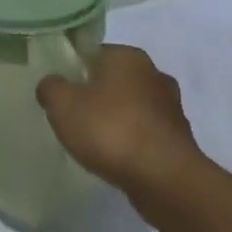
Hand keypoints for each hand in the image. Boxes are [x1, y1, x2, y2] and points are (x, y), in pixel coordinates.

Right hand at [36, 45, 200, 198]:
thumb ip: (50, 87)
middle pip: (114, 79)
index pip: (93, 53)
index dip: (74, 71)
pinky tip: (118, 159)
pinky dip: (133, 141)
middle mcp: (154, 73)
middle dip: (96, 96)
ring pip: (133, 106)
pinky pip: (147, 133)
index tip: (62, 93)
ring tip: (95, 143)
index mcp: (127, 55)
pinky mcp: (181, 138)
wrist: (164, 178)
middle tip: (74, 117)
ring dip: (117, 119)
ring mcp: (172, 106)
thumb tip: (52, 84)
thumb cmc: (110, 129)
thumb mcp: (62, 104)